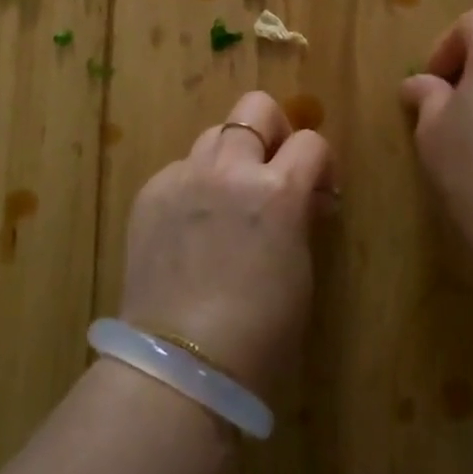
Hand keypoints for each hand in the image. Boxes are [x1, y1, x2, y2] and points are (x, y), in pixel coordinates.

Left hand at [118, 92, 332, 393]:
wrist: (182, 365)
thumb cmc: (261, 332)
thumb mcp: (299, 267)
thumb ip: (298, 216)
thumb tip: (301, 198)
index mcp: (277, 190)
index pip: (312, 143)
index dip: (320, 164)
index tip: (318, 192)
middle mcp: (230, 169)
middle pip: (256, 108)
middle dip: (273, 130)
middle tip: (272, 170)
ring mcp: (185, 176)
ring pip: (215, 133)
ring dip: (231, 155)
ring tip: (228, 197)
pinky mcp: (151, 192)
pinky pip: (181, 168)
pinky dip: (194, 184)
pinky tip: (192, 224)